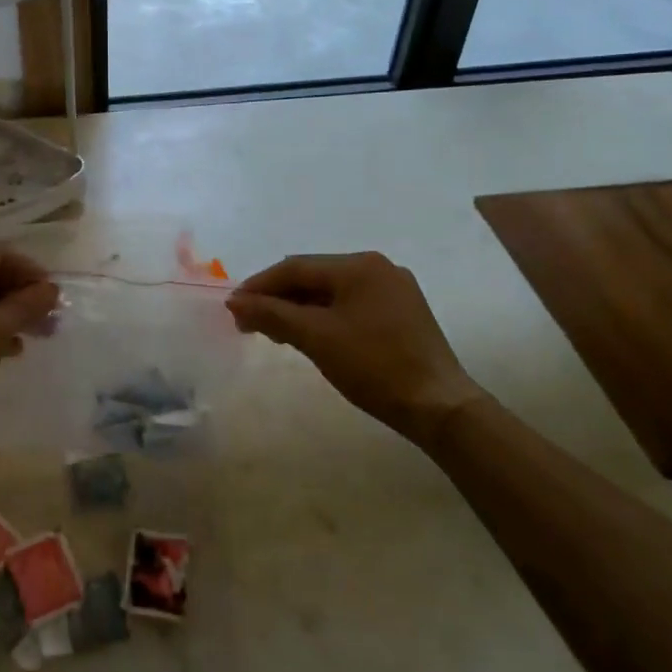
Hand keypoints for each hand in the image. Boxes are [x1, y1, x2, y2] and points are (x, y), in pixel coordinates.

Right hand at [226, 253, 483, 432]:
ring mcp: (393, 290)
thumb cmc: (374, 366)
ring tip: (274, 333)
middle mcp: (377, 268)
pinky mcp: (402, 313)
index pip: (295, 267)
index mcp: (359, 265)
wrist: (439, 407)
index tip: (233, 308)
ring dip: (299, 309)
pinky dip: (324, 317)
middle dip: (278, 299)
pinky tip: (310, 336)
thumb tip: (235, 301)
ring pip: (331, 292)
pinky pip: (351, 306)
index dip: (259, 286)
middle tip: (250, 324)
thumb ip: (272, 314)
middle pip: (313, 277)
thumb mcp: (316, 338)